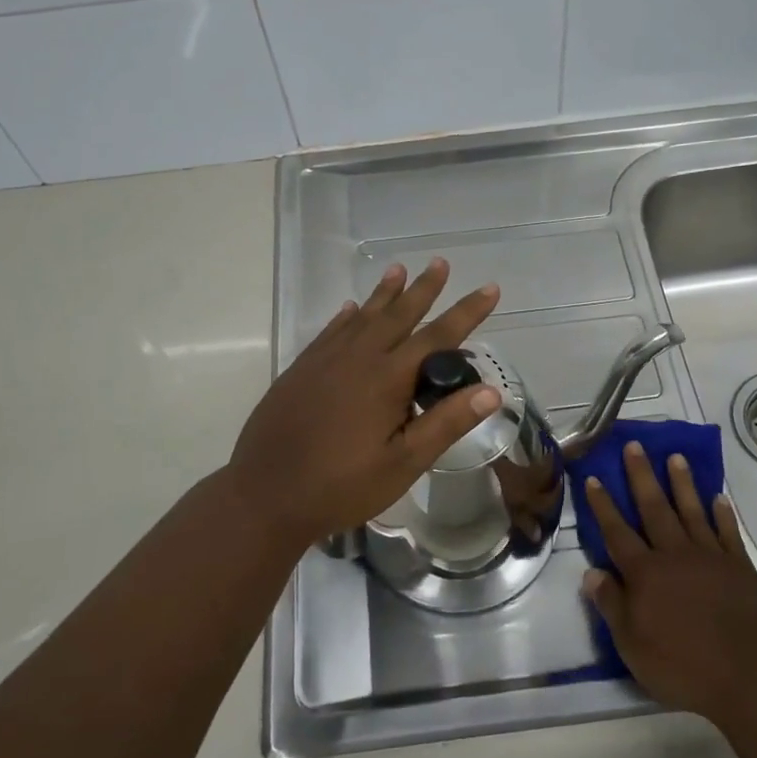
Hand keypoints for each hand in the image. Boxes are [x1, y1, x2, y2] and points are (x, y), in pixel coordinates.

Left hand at [224, 259, 501, 546]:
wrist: (265, 494)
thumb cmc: (341, 485)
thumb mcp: (403, 463)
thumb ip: (446, 424)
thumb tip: (491, 391)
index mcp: (388, 379)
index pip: (438, 337)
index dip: (467, 312)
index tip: (490, 289)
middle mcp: (358, 358)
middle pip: (398, 315)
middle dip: (423, 289)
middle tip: (440, 263)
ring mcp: (325, 360)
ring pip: (362, 316)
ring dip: (384, 293)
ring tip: (399, 270)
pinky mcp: (301, 369)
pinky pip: (331, 331)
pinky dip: (346, 316)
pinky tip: (351, 308)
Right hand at [582, 443, 756, 729]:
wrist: (750, 678)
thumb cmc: (683, 666)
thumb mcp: (632, 645)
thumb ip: (611, 605)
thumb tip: (591, 572)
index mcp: (645, 573)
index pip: (617, 531)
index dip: (603, 505)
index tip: (594, 477)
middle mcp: (674, 554)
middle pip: (654, 508)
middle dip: (641, 476)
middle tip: (634, 445)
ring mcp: (710, 557)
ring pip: (692, 511)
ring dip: (682, 483)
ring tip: (675, 457)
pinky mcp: (740, 567)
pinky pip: (728, 533)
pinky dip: (722, 514)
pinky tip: (719, 498)